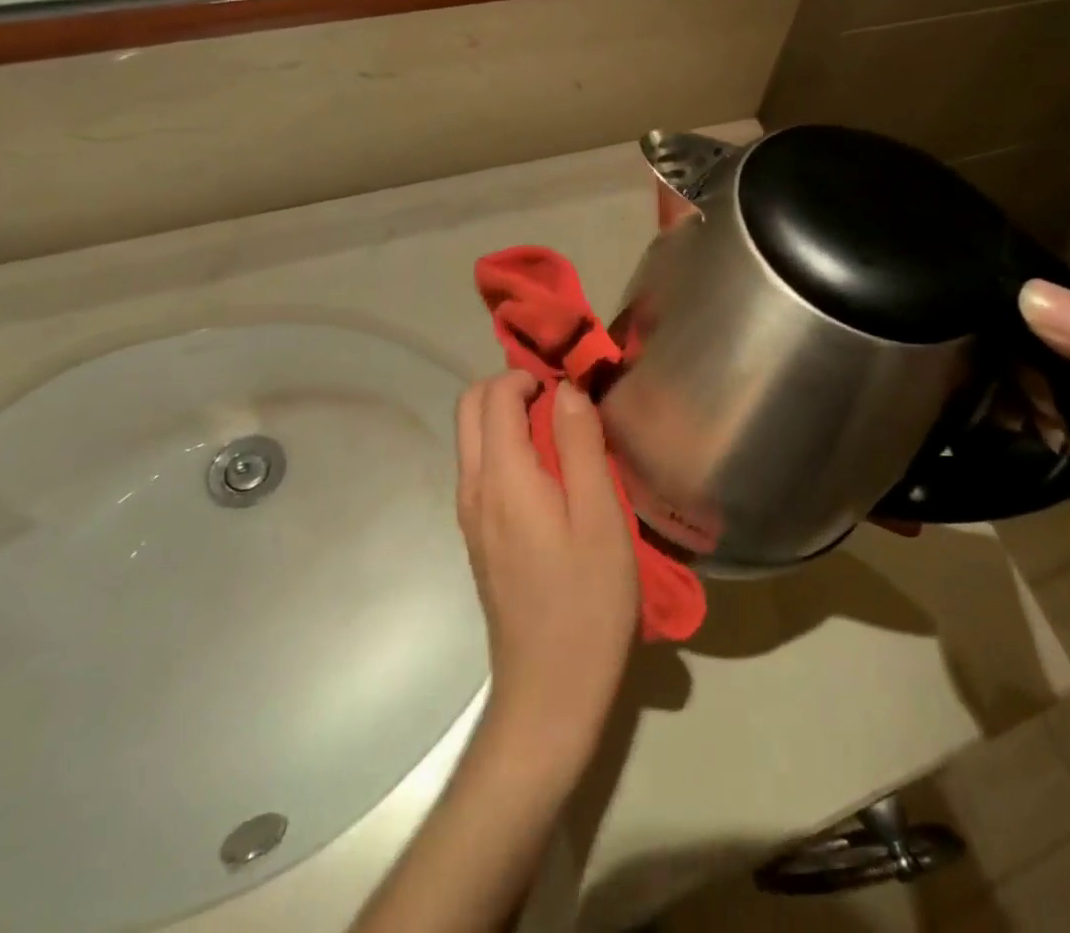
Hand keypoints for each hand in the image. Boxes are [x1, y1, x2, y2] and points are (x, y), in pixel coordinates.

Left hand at [454, 373, 638, 772]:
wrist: (549, 692)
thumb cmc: (587, 601)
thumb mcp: (600, 517)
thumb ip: (580, 445)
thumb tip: (565, 389)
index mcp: (503, 478)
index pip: (494, 395)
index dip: (529, 376)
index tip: (571, 387)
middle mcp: (473, 488)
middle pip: (469, 408)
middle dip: (509, 387)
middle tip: (562, 402)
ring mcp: (470, 515)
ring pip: (472, 438)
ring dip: (507, 417)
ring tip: (564, 433)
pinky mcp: (479, 536)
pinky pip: (482, 468)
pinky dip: (507, 447)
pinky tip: (551, 475)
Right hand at [1019, 282, 1069, 596]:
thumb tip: (1028, 293)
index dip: (1026, 314)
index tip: (988, 339)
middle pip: (1037, 332)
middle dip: (1012, 359)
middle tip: (1010, 393)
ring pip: (1020, 369)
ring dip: (1006, 391)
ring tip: (1011, 417)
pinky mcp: (1065, 433)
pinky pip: (1018, 406)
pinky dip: (1004, 413)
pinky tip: (1000, 426)